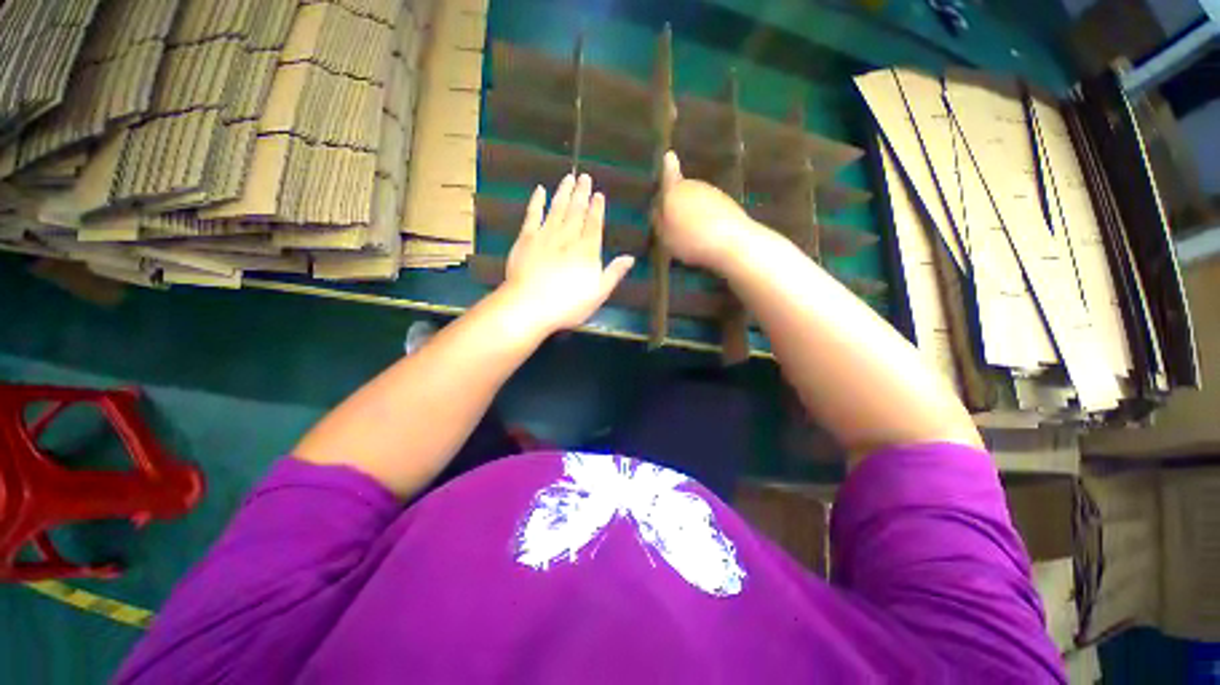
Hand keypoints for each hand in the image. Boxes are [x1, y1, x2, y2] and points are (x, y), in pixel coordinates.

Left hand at [502, 173, 634, 333]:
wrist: (530, 306)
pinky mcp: (526, 238)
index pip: (594, 223)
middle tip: (585, 177)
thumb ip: (614, 273)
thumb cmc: (568, 304)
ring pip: (557, 208)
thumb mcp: (598, 293)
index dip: (597, 208)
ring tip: (569, 177)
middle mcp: (568, 237)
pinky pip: (533, 214)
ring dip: (564, 192)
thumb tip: (630, 258)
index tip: (599, 194)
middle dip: (582, 193)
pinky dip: (537, 201)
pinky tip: (540, 190)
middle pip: (577, 211)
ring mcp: (546, 235)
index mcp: (587, 250)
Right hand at [656, 151, 756, 270]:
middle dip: (678, 202)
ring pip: (698, 200)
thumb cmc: (690, 238)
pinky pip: (712, 210)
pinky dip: (708, 219)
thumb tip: (658, 210)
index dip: (667, 167)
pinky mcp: (729, 205)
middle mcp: (694, 186)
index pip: (668, 174)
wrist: (731, 241)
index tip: (669, 155)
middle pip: (683, 190)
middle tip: (674, 222)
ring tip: (691, 234)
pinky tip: (706, 236)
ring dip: (694, 212)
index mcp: (674, 191)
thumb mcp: (664, 236)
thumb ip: (659, 221)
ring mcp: (714, 193)